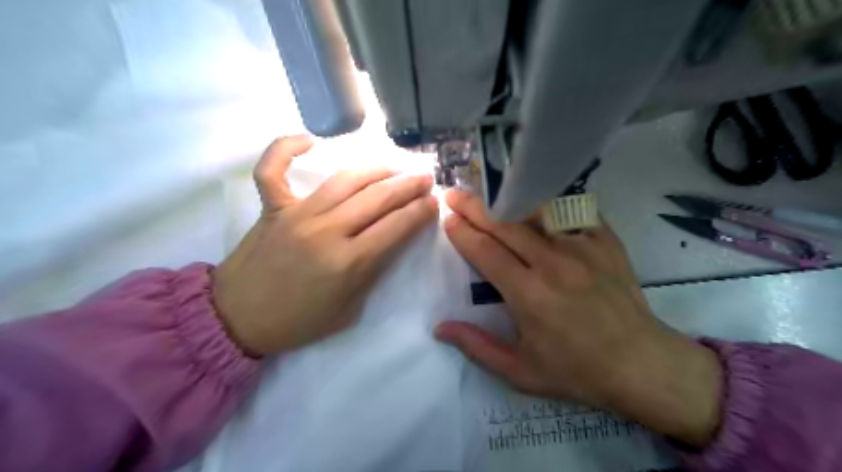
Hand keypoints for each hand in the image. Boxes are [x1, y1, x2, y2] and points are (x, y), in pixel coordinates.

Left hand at [214, 138, 437, 355]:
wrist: (238, 319)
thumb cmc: (299, 321)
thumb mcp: (349, 310)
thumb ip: (372, 273)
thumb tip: (391, 240)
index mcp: (347, 263)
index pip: (396, 227)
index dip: (420, 212)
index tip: (434, 202)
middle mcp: (325, 231)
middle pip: (377, 198)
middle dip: (408, 186)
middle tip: (425, 178)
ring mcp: (296, 214)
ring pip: (344, 179)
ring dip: (376, 169)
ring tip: (395, 167)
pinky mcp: (271, 207)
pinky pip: (273, 169)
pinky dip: (286, 148)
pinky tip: (309, 140)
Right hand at [438, 190, 720, 447]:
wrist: (641, 364)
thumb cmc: (577, 370)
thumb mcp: (520, 371)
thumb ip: (477, 347)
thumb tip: (440, 327)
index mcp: (529, 294)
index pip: (486, 251)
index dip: (463, 233)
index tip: (448, 219)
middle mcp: (553, 263)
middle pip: (505, 226)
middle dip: (475, 208)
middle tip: (455, 195)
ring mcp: (583, 247)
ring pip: (536, 213)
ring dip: (510, 205)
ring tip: (493, 199)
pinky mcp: (606, 240)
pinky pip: (571, 212)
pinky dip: (550, 208)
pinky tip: (539, 208)